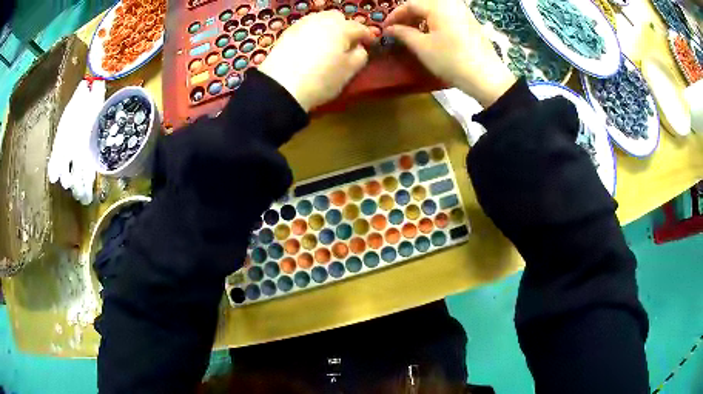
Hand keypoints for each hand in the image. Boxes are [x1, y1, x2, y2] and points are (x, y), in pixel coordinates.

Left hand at [259, 11, 373, 110]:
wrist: (281, 87)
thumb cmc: (321, 79)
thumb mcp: (349, 71)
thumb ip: (360, 56)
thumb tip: (359, 48)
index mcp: (341, 28)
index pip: (359, 28)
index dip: (367, 36)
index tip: (370, 44)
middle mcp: (321, 20)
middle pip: (337, 17)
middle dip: (345, 27)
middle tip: (347, 43)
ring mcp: (301, 24)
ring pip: (319, 20)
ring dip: (327, 28)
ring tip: (327, 44)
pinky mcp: (286, 33)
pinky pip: (305, 28)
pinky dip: (311, 33)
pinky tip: (310, 46)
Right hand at [384, 0, 515, 105]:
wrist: (486, 77)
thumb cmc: (451, 60)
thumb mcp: (422, 47)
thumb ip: (403, 33)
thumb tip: (390, 28)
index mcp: (438, 6)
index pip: (409, 4)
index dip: (395, 15)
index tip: (385, 28)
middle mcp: (451, 4)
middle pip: (424, 4)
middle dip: (408, 15)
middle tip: (398, 30)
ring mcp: (463, 12)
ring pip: (436, 9)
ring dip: (421, 18)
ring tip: (413, 33)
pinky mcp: (471, 22)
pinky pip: (448, 15)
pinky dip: (435, 21)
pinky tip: (431, 34)